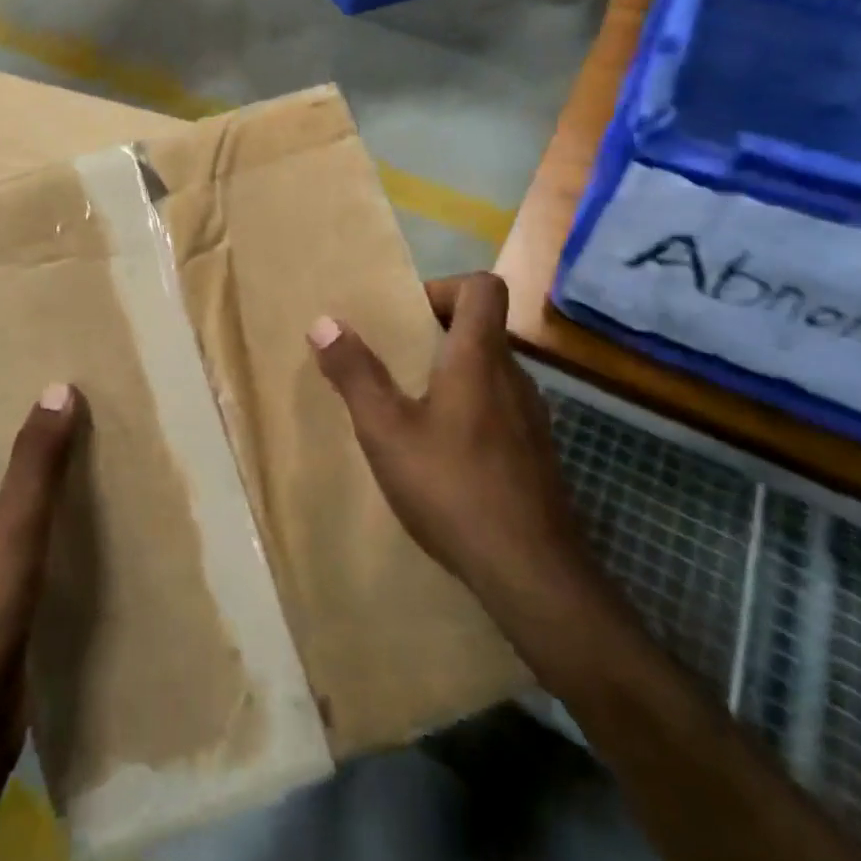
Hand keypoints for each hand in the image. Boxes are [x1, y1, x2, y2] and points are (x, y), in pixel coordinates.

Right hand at [307, 273, 601, 660]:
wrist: (532, 572)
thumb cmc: (452, 487)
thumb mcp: (386, 430)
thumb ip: (354, 374)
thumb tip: (323, 322)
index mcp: (480, 358)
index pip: (482, 287)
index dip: (444, 287)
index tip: (407, 317)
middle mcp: (514, 377)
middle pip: (484, 327)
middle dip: (437, 332)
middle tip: (395, 361)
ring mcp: (531, 418)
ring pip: (491, 370)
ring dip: (452, 372)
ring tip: (411, 407)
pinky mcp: (536, 454)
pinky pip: (500, 407)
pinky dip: (470, 408)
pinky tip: (442, 453)